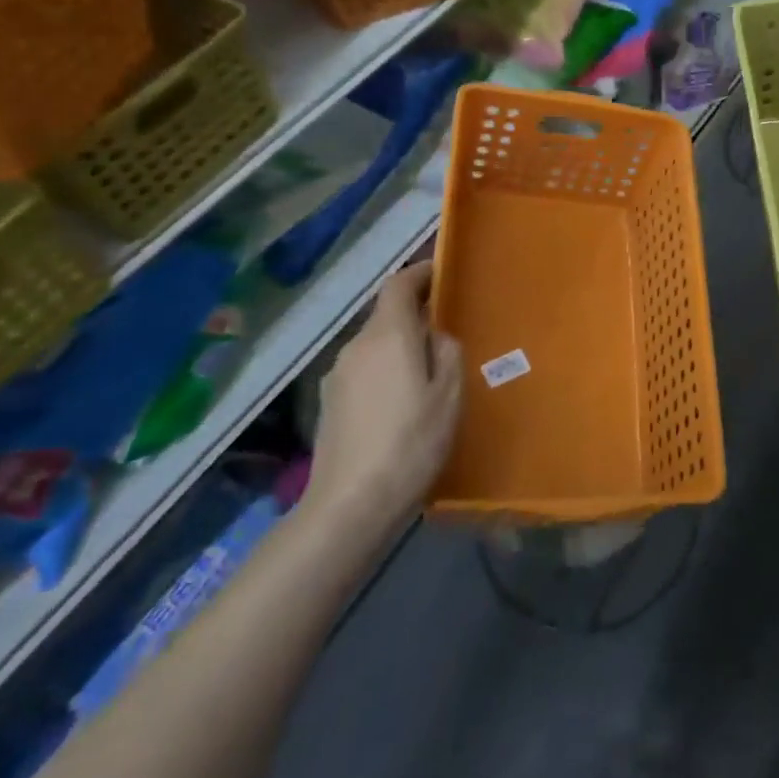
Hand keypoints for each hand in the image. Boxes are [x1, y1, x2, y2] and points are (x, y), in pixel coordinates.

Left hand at [303, 261, 462, 540]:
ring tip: (429, 372)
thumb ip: (448, 352)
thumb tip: (437, 336)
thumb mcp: (449, 394)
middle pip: (386, 315)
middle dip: (416, 314)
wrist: (351, 504)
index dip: (420, 273)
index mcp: (388, 335)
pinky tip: (403, 403)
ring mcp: (337, 376)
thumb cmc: (411, 442)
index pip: (398, 284)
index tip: (443, 273)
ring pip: (375, 345)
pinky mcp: (329, 404)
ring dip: (400, 346)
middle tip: (448, 330)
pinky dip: (386, 371)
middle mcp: (356, 346)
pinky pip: (365, 371)